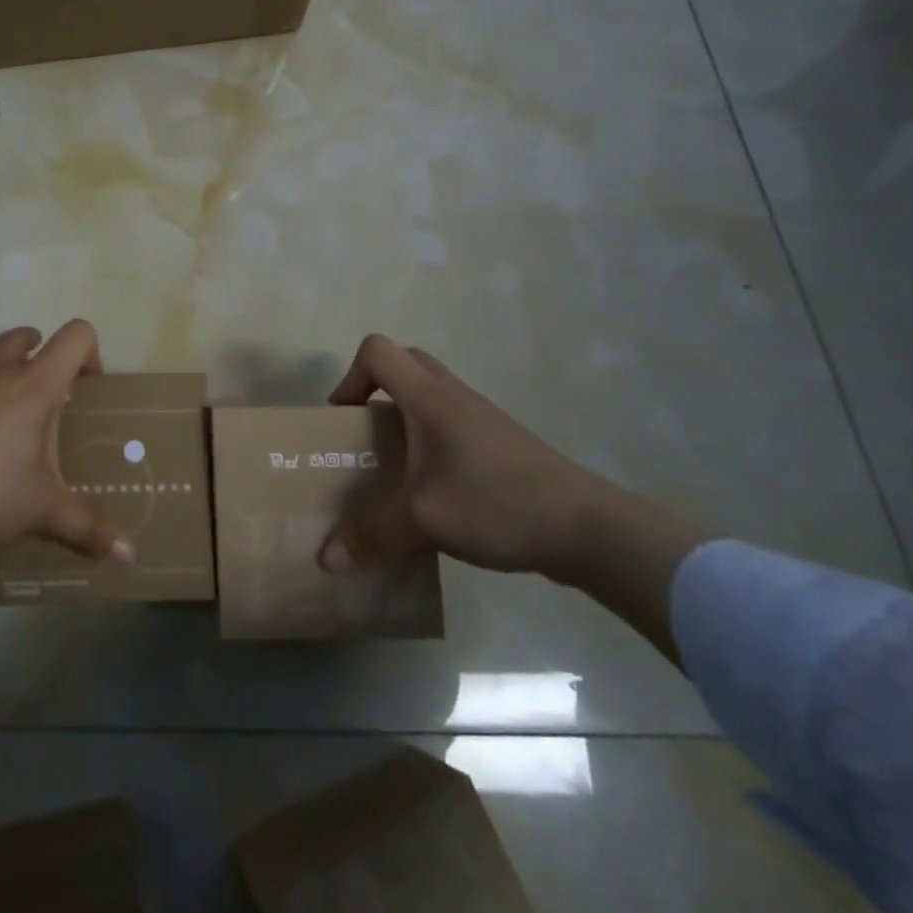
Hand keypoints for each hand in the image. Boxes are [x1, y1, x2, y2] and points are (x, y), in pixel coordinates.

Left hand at [0, 320, 131, 600]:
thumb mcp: (42, 511)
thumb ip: (88, 527)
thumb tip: (130, 554)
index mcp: (34, 385)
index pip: (75, 336)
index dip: (91, 353)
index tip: (88, 392)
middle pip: (27, 335)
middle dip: (45, 356)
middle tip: (53, 403)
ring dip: (11, 373)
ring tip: (17, 423)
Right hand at [318, 335, 615, 579]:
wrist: (587, 528)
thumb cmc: (495, 504)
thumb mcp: (422, 521)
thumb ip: (370, 535)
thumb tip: (325, 561)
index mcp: (428, 397)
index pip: (376, 350)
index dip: (351, 377)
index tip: (347, 420)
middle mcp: (453, 395)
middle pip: (404, 361)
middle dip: (375, 389)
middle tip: (367, 432)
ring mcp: (482, 415)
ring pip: (431, 390)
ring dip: (406, 413)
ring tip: (399, 465)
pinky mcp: (502, 440)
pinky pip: (453, 417)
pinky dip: (433, 435)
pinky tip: (437, 486)